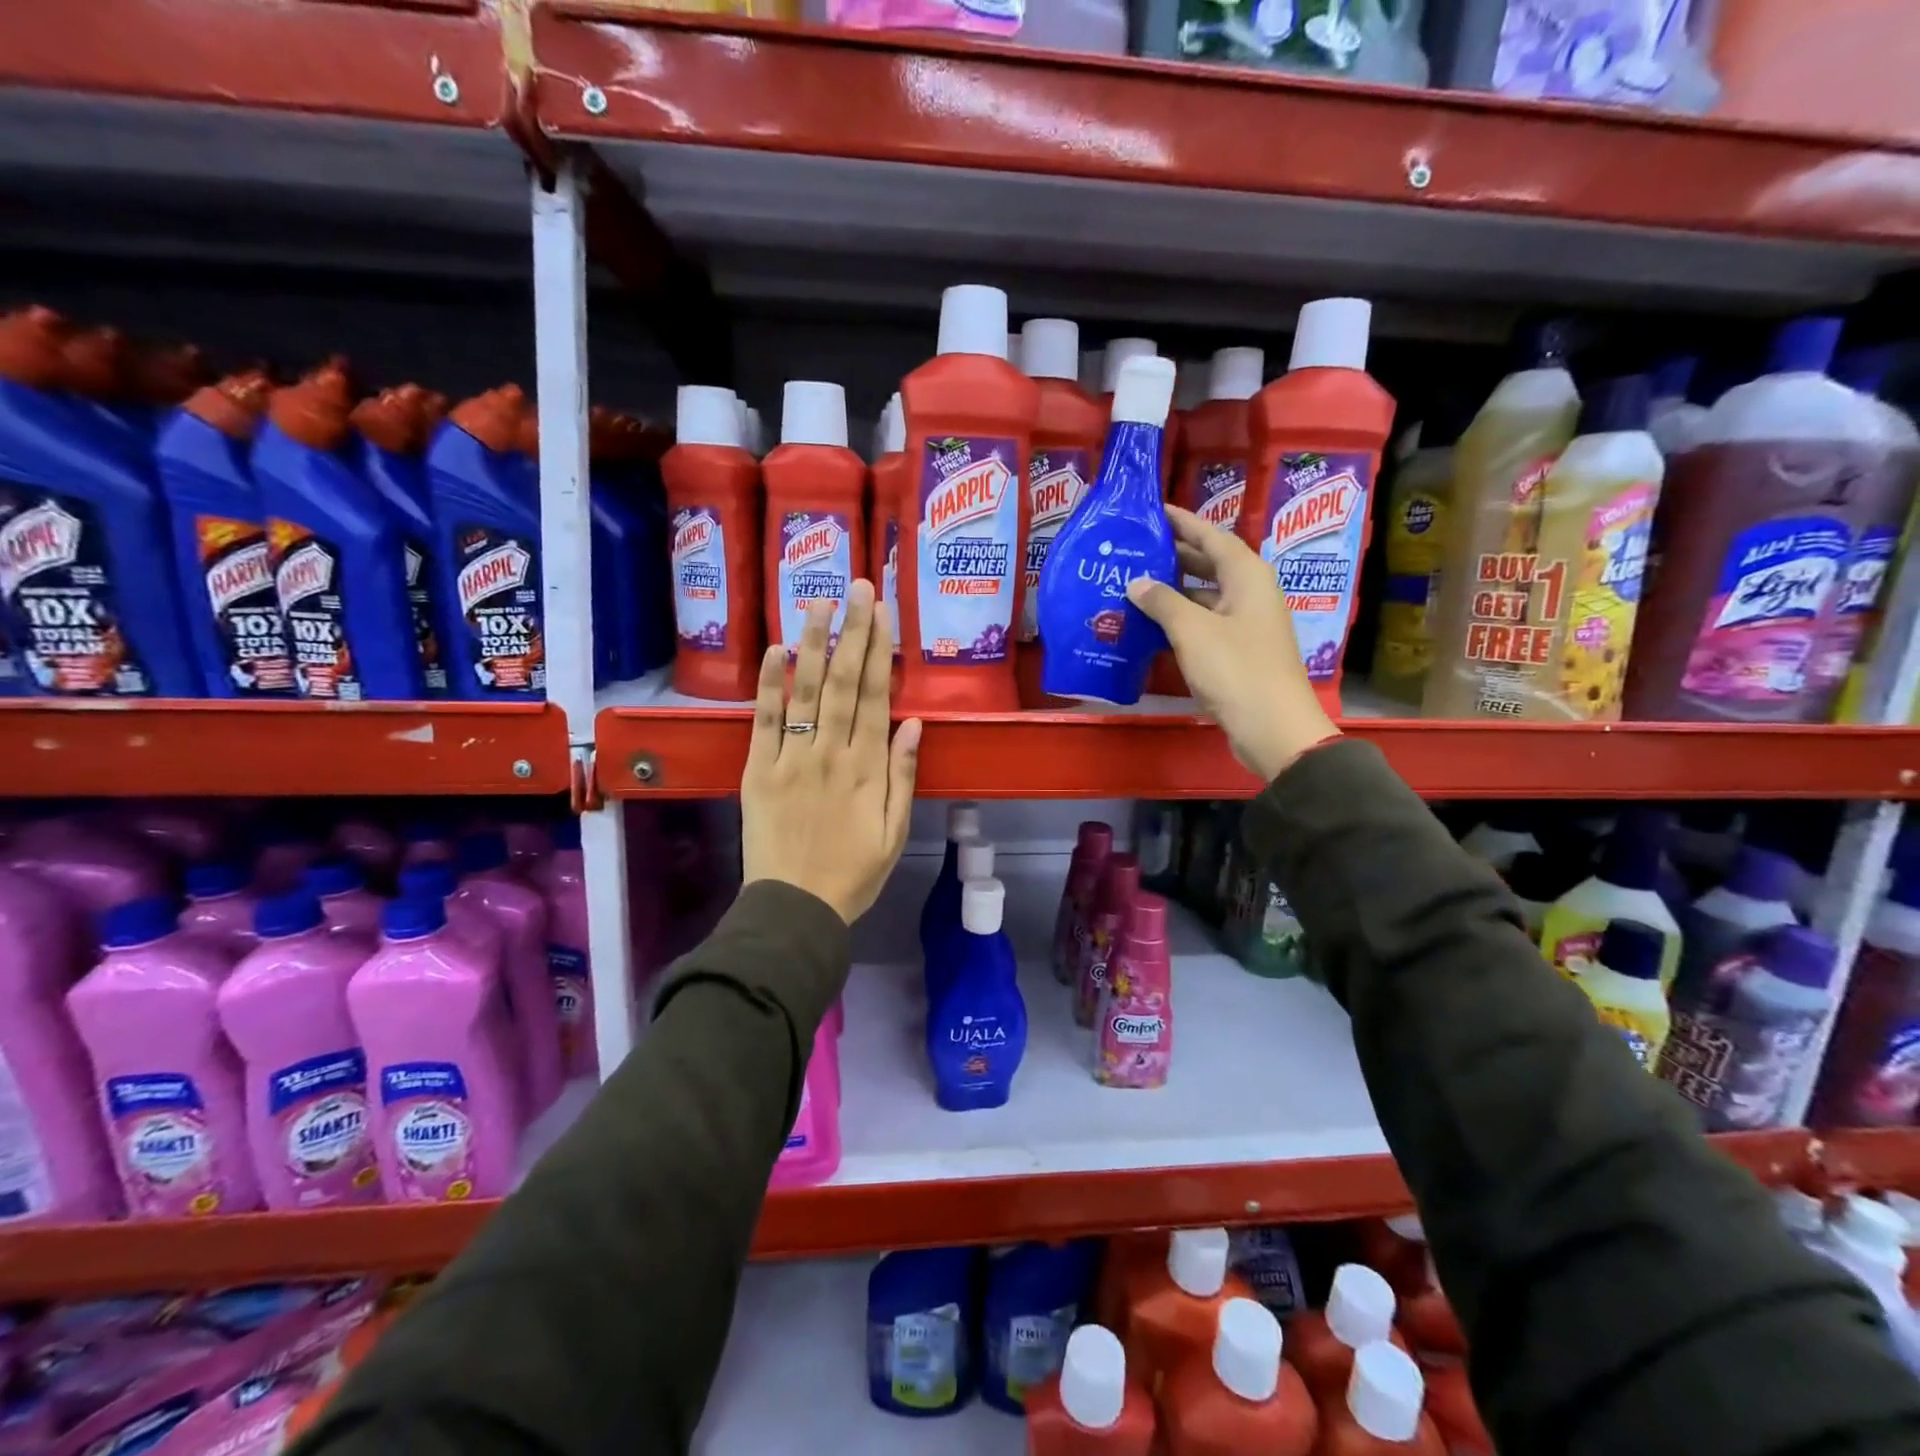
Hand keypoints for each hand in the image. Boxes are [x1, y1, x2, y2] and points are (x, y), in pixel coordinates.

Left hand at [740, 580, 921, 923]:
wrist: (796, 908)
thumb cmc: (854, 873)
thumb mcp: (895, 832)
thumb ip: (904, 776)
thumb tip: (914, 723)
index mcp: (868, 768)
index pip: (877, 696)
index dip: (881, 650)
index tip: (883, 612)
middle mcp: (831, 753)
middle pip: (845, 682)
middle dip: (852, 631)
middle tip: (857, 587)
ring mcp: (791, 759)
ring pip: (805, 691)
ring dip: (813, 644)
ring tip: (819, 601)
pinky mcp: (758, 770)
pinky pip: (764, 721)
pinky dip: (769, 685)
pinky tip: (774, 650)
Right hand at [1127, 505, 1337, 781]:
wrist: (1272, 727)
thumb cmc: (1235, 669)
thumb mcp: (1192, 630)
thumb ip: (1162, 602)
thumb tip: (1136, 583)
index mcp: (1247, 576)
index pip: (1212, 536)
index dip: (1183, 522)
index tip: (1153, 510)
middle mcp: (1249, 593)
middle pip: (1209, 564)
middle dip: (1174, 555)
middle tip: (1135, 549)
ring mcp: (1245, 624)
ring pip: (1205, 596)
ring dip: (1173, 591)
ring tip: (1134, 584)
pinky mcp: (1238, 652)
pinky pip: (1204, 623)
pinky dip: (1179, 619)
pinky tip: (1151, 624)